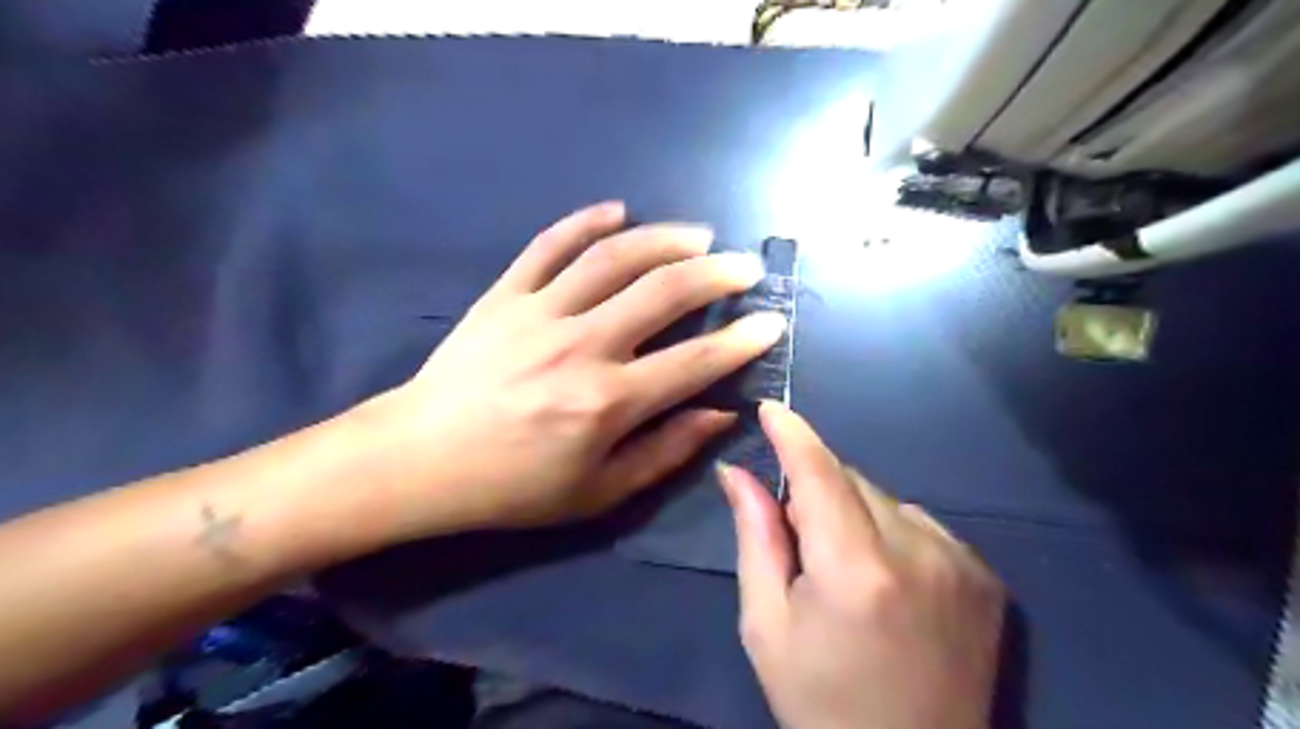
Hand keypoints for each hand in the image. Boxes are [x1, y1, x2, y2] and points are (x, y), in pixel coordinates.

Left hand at [365, 201, 785, 538]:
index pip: (694, 362)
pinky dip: (586, 222)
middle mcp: (581, 347)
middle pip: (663, 293)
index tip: (771, 322)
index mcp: (607, 403)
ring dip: (664, 239)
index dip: (741, 341)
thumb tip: (719, 414)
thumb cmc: (513, 487)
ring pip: (614, 258)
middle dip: (717, 274)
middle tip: (748, 265)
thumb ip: (665, 452)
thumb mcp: (598, 493)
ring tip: (699, 234)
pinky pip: (549, 245)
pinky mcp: (505, 294)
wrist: (420, 460)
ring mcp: (539, 312)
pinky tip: (618, 211)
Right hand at [722, 401, 1002, 728]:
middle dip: (815, 490)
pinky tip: (888, 580)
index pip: (819, 474)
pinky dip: (891, 532)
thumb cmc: (819, 699)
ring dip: (854, 512)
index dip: (793, 434)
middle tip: (799, 541)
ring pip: (885, 498)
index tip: (771, 408)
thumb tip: (737, 472)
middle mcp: (918, 552)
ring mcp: (960, 561)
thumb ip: (756, 537)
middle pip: (852, 480)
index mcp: (855, 570)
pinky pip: (919, 522)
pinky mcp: (984, 575)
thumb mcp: (766, 623)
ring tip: (846, 570)